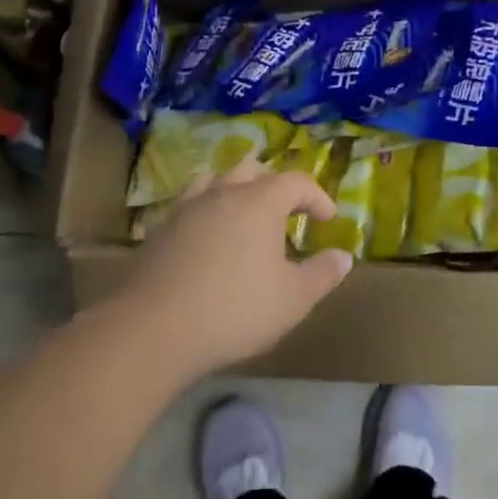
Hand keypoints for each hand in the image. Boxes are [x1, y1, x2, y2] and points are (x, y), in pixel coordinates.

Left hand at [112, 158, 352, 379]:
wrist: (154, 329)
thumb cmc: (235, 310)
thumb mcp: (293, 299)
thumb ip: (322, 274)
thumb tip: (343, 256)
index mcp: (259, 202)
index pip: (296, 182)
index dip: (317, 196)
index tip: (328, 219)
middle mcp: (222, 194)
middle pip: (252, 169)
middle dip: (275, 185)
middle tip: (287, 213)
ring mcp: (186, 209)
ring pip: (216, 181)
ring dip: (237, 191)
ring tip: (246, 218)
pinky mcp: (160, 230)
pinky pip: (191, 204)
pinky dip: (208, 210)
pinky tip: (210, 239)